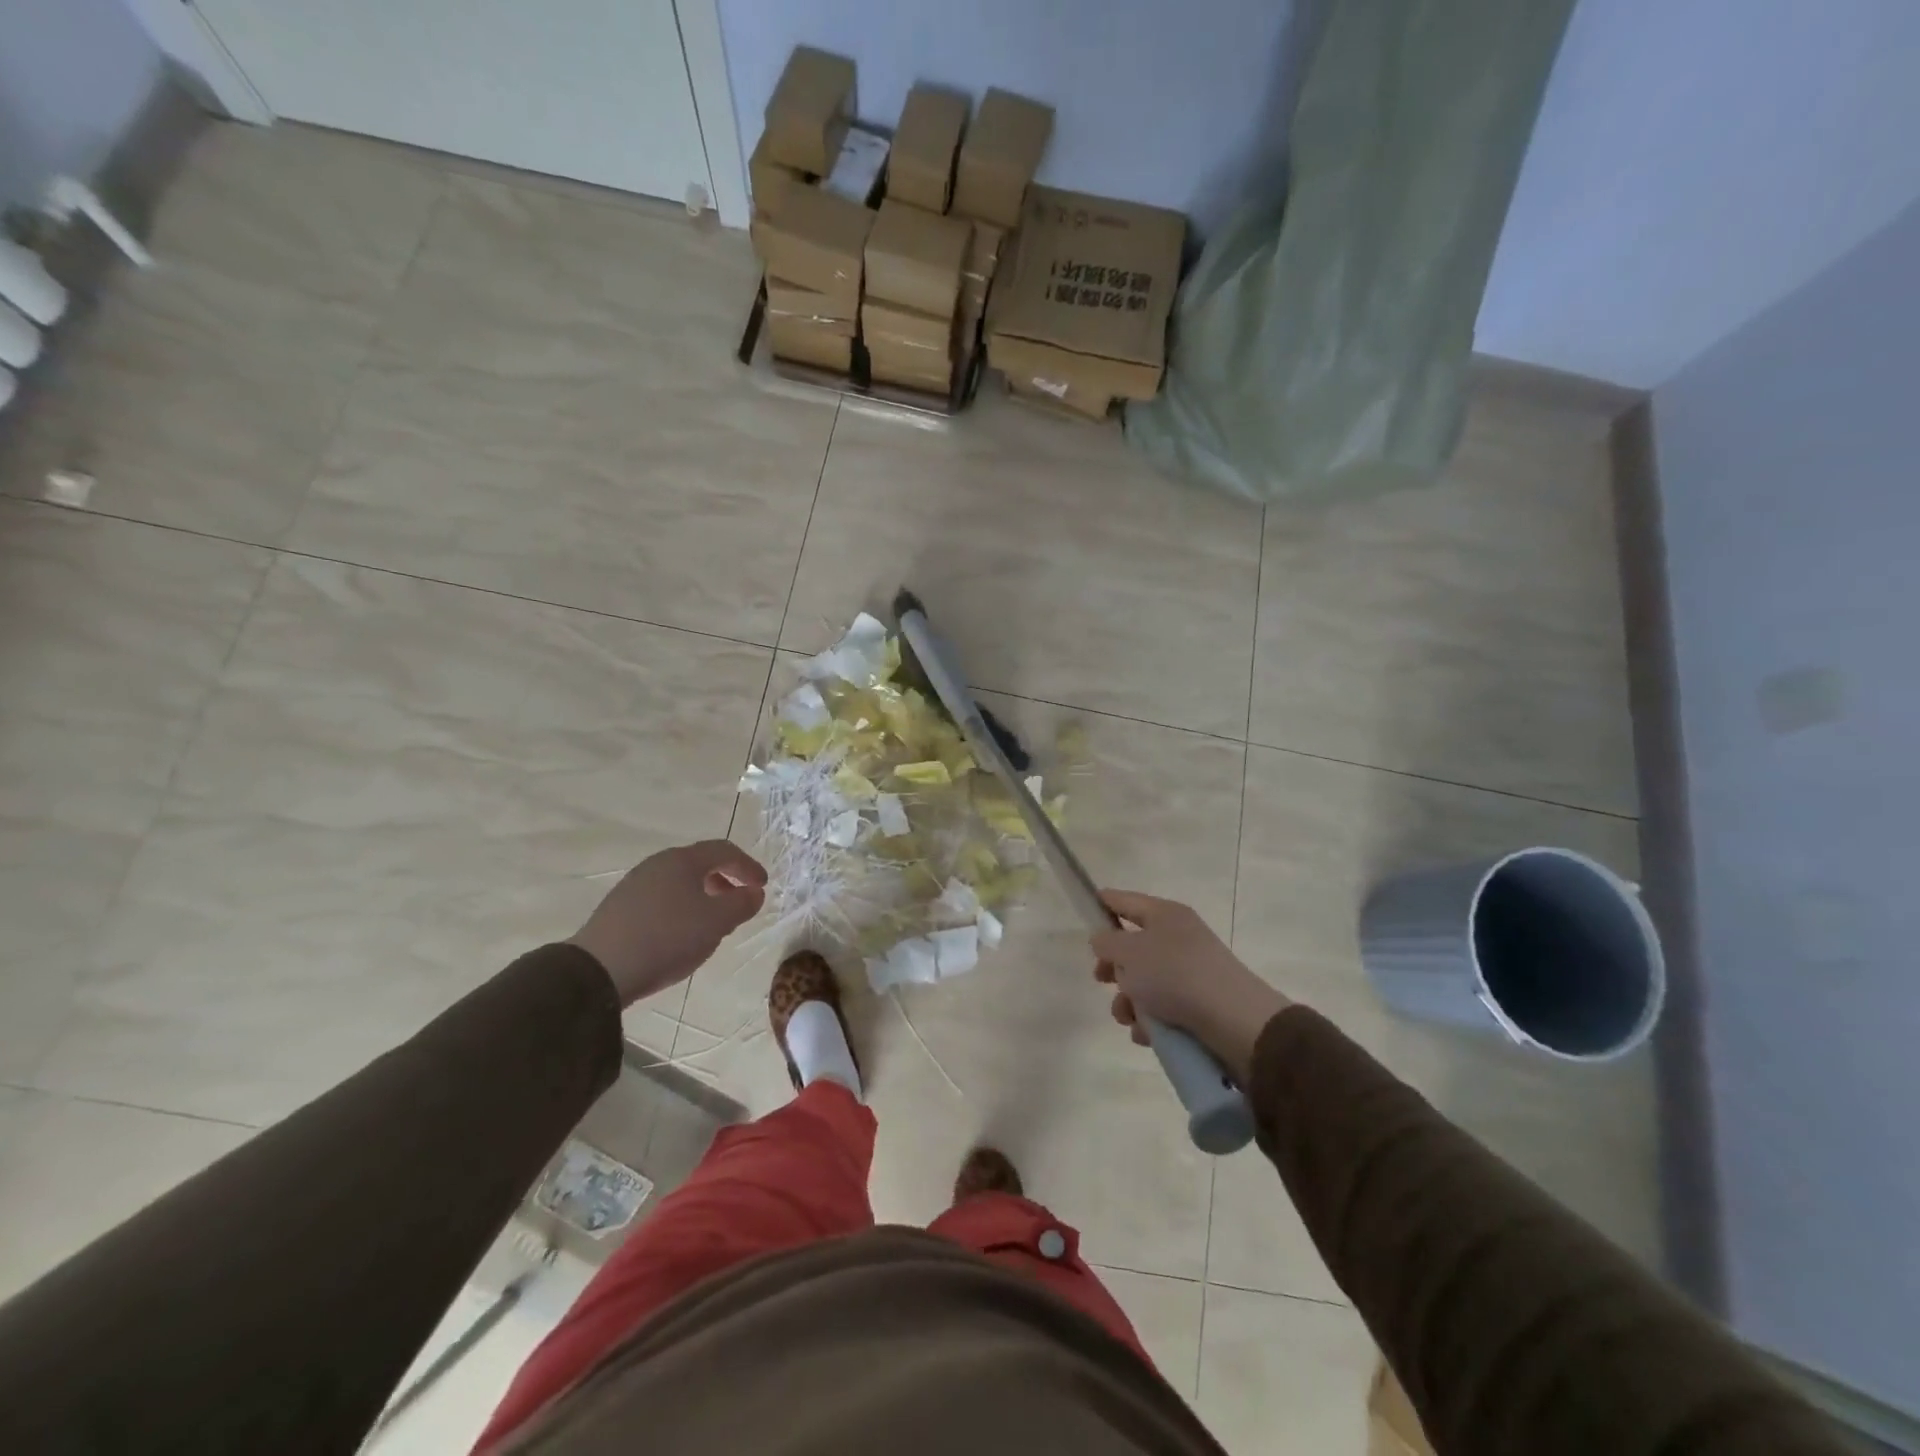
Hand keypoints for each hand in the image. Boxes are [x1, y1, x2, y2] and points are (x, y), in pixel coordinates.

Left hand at [569, 841, 766, 1005]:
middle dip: (725, 880)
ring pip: (679, 882)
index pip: (724, 850)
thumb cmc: (668, 938)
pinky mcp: (619, 908)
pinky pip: (661, 899)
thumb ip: (742, 904)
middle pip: (699, 864)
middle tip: (739, 902)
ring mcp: (634, 885)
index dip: (748, 866)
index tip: (763, 886)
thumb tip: (754, 892)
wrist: (600, 970)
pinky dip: (680, 908)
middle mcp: (657, 864)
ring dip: (703, 896)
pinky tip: (681, 934)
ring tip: (712, 923)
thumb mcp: (717, 922)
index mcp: (683, 860)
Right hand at [1090, 890, 1290, 1082]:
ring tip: (1128, 1017)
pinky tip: (1147, 1033)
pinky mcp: (1200, 1003)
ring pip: (1145, 981)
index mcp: (1164, 914)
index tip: (1084, 909)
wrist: (1234, 1020)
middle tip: (1101, 979)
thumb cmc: (1174, 974)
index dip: (1102, 903)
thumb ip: (1106, 942)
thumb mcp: (1128, 952)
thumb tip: (1103, 939)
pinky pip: (1163, 1007)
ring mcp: (1191, 970)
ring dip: (1128, 1001)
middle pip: (1133, 946)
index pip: (1125, 900)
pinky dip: (1150, 1020)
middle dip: (1113, 967)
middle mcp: (1179, 937)